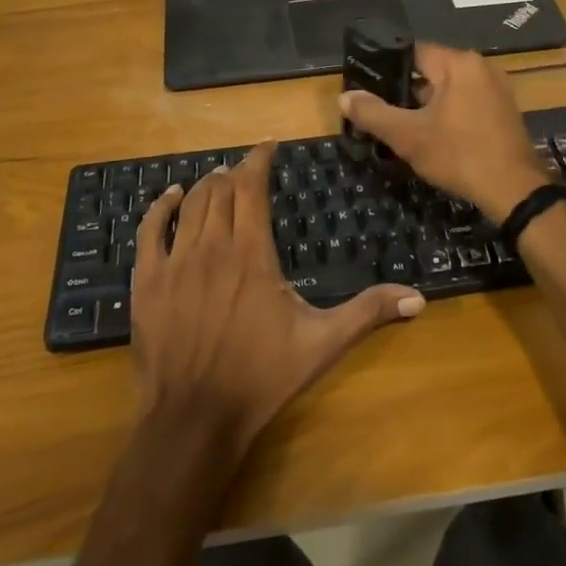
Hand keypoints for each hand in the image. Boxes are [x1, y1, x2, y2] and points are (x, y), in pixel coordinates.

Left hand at [131, 143, 424, 454]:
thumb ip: (367, 313)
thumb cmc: (261, 378)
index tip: (269, 146)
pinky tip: (170, 196)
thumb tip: (418, 297)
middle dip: (235, 173)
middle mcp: (213, 247)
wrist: (195, 419)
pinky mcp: (147, 282)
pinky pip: (151, 231)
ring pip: (190, 205)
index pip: (252, 187)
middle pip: (221, 190)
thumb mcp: (322, 344)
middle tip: (247, 171)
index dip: (259, 159)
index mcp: (252, 253)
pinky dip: (161, 207)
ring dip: (206, 186)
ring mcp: (175, 263)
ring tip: (218, 179)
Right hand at [338, 42, 550, 223]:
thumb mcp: (409, 136)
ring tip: (405, 126)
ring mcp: (497, 88)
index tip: (369, 86)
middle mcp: (481, 67)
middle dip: (407, 91)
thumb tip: (344, 97)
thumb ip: (374, 114)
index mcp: (459, 63)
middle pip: (432, 70)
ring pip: (449, 88)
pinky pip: (467, 101)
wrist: (514, 191)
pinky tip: (436, 136)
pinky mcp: (504, 110)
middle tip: (384, 112)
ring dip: (428, 105)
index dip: (388, 68)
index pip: (413, 52)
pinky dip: (449, 113)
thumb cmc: (459, 155)